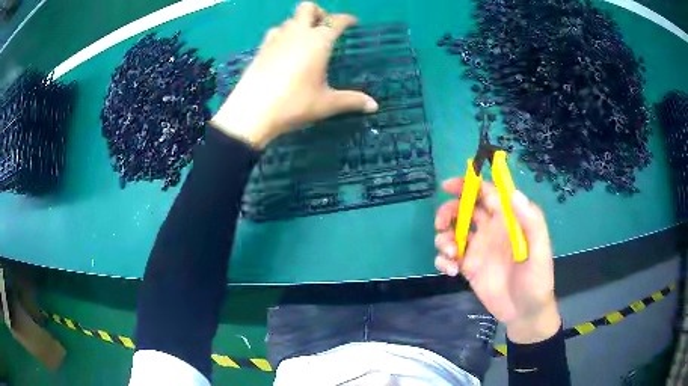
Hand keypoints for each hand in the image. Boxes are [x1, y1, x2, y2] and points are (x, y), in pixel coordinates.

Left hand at [210, 2, 378, 147]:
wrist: (252, 113)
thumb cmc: (293, 104)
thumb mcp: (326, 104)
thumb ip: (351, 100)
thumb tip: (374, 106)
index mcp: (318, 41)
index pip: (336, 20)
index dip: (347, 19)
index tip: (353, 23)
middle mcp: (297, 33)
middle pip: (308, 8)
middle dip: (319, 12)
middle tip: (324, 28)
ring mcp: (275, 39)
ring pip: (289, 19)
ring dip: (300, 23)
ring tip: (305, 40)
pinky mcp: (260, 49)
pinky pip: (275, 31)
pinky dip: (283, 34)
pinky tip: (285, 50)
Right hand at [434, 178, 560, 343]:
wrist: (525, 313)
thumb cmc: (537, 279)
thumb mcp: (540, 251)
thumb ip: (531, 222)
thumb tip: (513, 193)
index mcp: (507, 220)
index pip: (486, 194)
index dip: (467, 185)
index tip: (447, 186)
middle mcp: (490, 230)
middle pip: (463, 210)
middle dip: (448, 211)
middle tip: (441, 225)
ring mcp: (478, 250)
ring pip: (452, 233)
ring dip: (444, 239)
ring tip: (452, 255)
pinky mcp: (468, 268)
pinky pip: (448, 257)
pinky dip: (443, 260)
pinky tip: (451, 271)